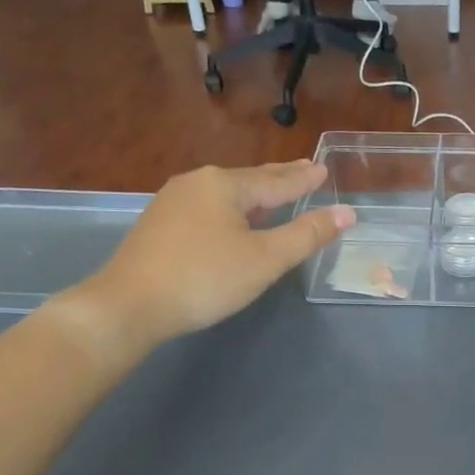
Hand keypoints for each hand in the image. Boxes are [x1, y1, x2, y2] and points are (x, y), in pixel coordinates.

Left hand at [59, 162, 353, 361]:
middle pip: (250, 180)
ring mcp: (172, 202)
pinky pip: (208, 207)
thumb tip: (346, 213)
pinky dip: (232, 209)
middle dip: (280, 178)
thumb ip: (307, 234)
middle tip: (305, 169)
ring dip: (255, 194)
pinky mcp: (159, 224)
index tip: (323, 169)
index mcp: (225, 185)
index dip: (303, 179)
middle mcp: (197, 183)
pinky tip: (234, 219)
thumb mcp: (265, 259)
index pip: (277, 181)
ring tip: (275, 193)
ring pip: (226, 194)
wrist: (128, 305)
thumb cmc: (205, 278)